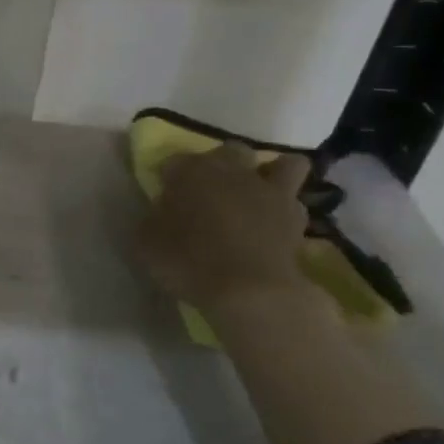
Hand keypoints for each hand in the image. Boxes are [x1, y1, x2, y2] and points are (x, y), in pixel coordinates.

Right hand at [138, 145, 314, 311]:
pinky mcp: (297, 217)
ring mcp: (270, 191)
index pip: (174, 161)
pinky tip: (274, 226)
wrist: (249, 291)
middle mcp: (232, 170)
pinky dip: (285, 210)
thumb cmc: (189, 262)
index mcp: (190, 171)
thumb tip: (159, 213)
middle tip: (208, 192)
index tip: (164, 199)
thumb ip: (152, 220)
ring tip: (255, 198)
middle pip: (229, 151)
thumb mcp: (146, 244)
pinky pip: (295, 202)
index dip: (169, 179)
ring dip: (269, 175)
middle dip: (220, 165)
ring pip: (282, 165)